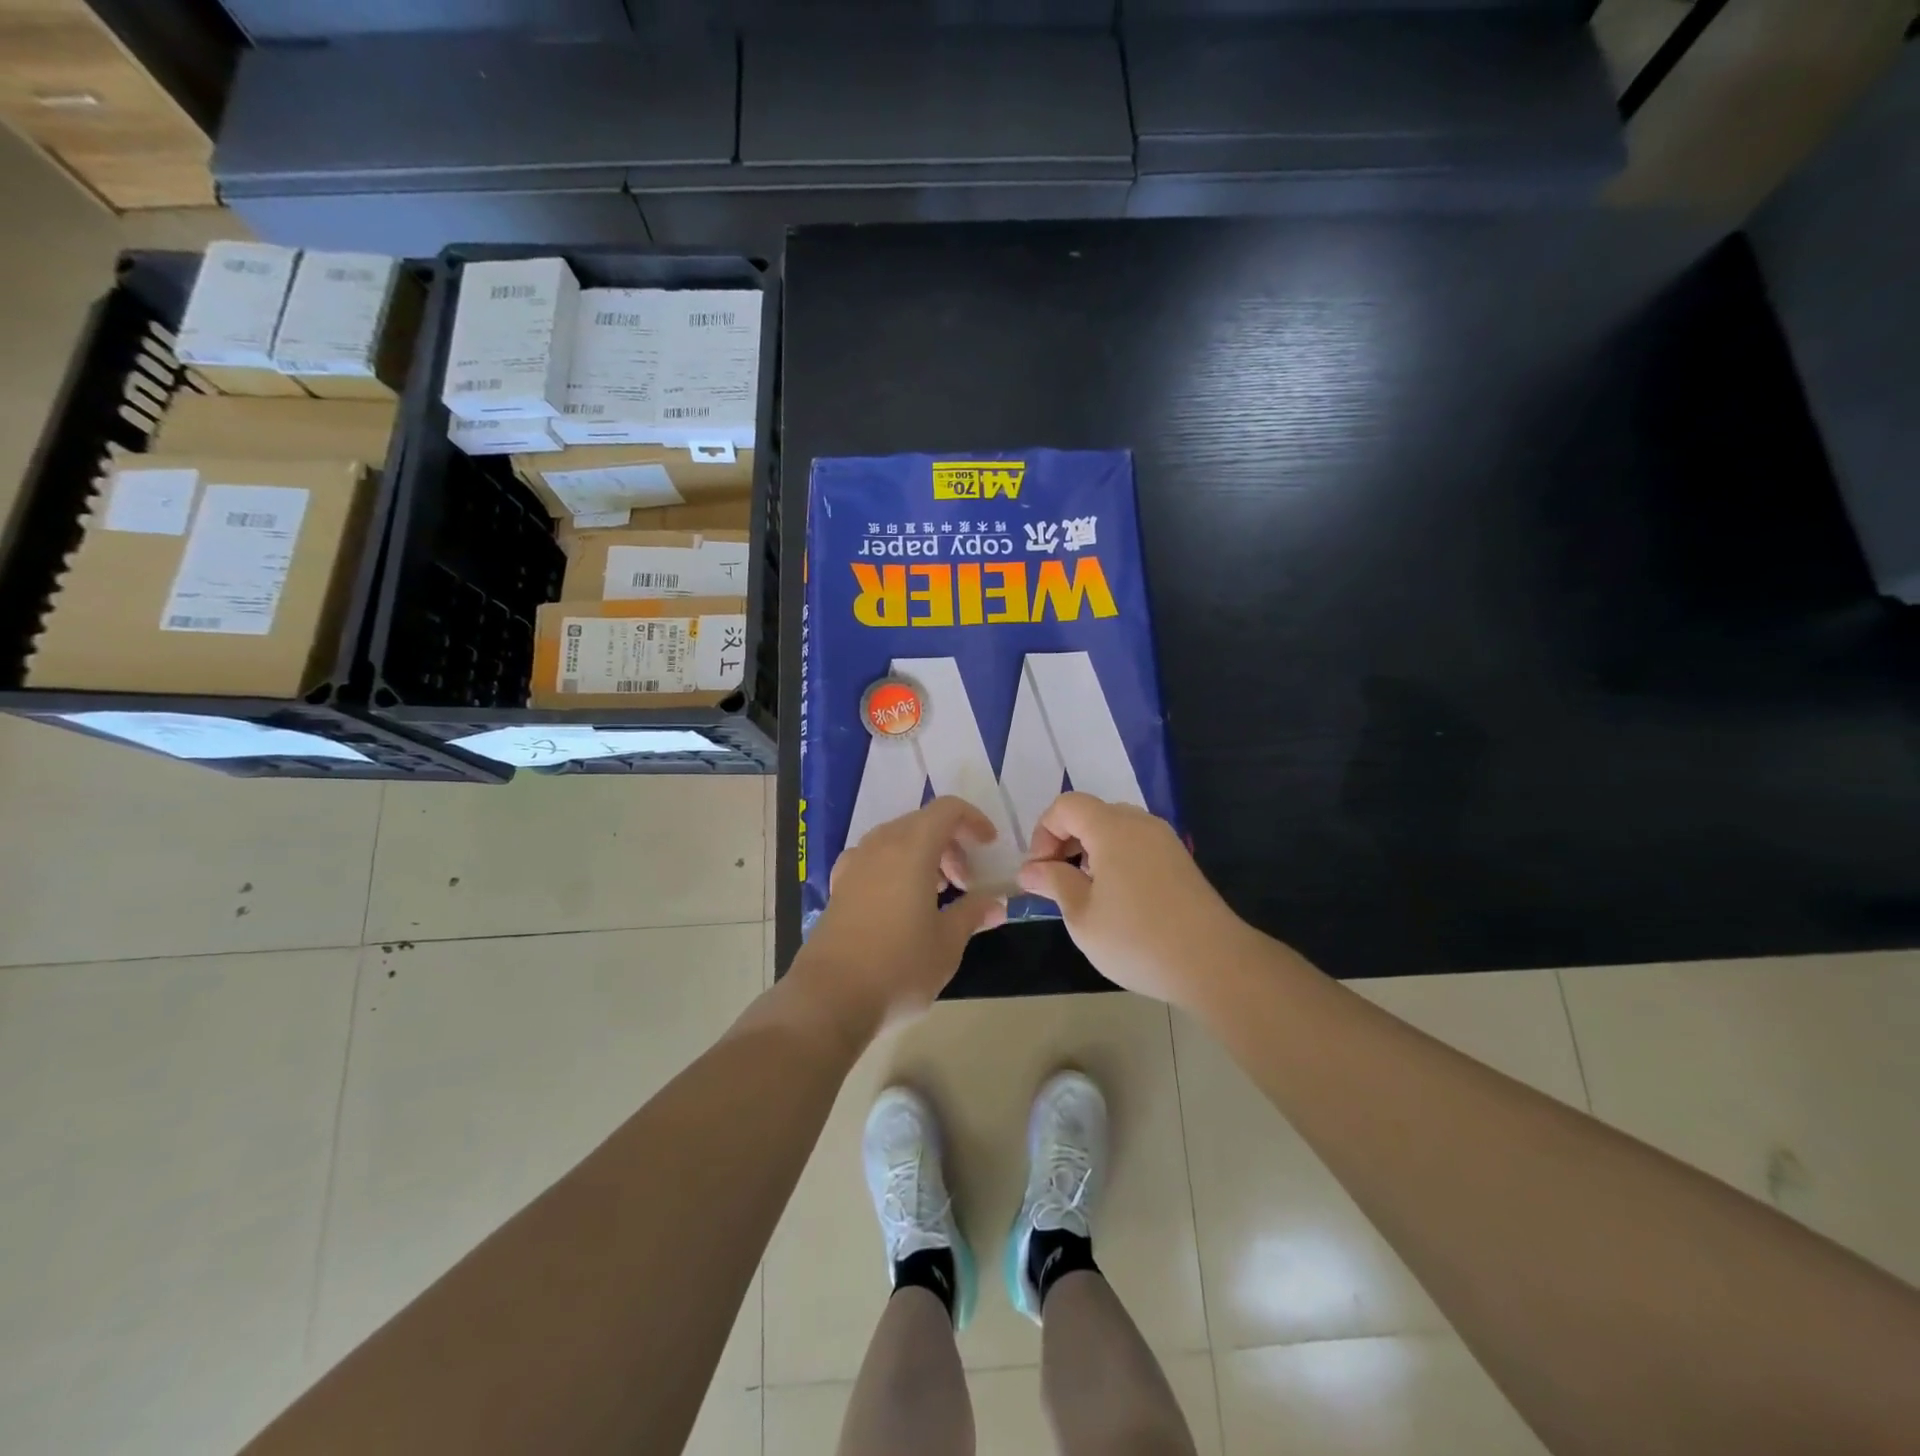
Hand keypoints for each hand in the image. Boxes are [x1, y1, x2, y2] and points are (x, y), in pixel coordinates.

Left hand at [793, 796, 1007, 1036]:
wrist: (830, 997)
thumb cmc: (899, 965)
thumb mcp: (947, 943)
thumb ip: (973, 914)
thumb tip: (996, 904)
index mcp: (911, 848)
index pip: (947, 810)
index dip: (973, 820)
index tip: (988, 847)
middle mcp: (880, 845)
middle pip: (921, 823)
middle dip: (950, 845)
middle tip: (965, 884)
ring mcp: (854, 864)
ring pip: (896, 841)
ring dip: (922, 857)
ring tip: (936, 896)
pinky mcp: (838, 887)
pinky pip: (874, 860)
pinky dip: (895, 869)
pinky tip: (900, 905)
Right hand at [1017, 792, 1250, 1006]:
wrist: (1213, 964)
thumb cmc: (1136, 938)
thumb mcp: (1082, 915)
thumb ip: (1053, 883)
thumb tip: (1030, 870)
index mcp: (1112, 828)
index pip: (1066, 806)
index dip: (1043, 833)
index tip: (1039, 872)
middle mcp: (1140, 823)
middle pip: (1091, 813)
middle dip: (1065, 841)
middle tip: (1055, 881)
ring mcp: (1165, 841)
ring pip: (1115, 829)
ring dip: (1090, 851)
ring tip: (1084, 893)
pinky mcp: (1180, 862)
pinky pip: (1137, 845)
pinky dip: (1115, 859)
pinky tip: (1116, 899)